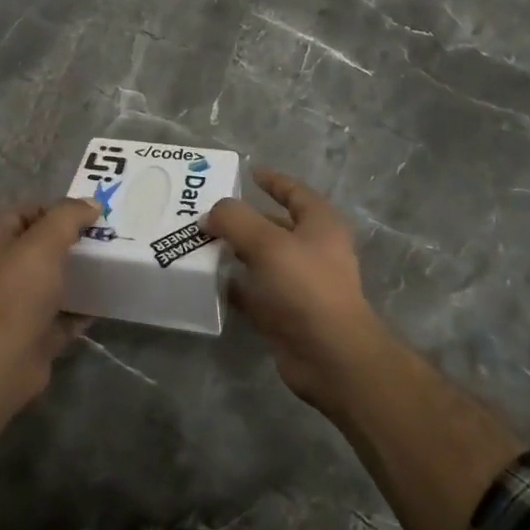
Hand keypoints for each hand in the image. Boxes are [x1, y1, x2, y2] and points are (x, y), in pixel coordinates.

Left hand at [0, 200, 97, 409]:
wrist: (4, 360)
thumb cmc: (19, 292)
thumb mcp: (44, 242)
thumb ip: (68, 217)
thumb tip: (91, 203)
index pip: (21, 213)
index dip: (49, 208)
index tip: (82, 212)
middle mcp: (3, 273)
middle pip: (38, 248)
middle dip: (68, 241)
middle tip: (101, 238)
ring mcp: (17, 306)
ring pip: (51, 283)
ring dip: (76, 276)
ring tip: (107, 266)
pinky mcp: (34, 335)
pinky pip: (61, 317)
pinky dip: (80, 311)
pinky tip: (103, 304)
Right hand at [206, 169, 390, 414]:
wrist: (329, 356)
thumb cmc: (305, 287)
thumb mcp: (266, 242)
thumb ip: (235, 219)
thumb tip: (211, 214)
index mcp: (320, 225)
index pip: (294, 192)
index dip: (273, 181)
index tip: (248, 173)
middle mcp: (313, 250)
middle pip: (273, 225)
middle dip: (243, 219)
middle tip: (207, 212)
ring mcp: (300, 284)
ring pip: (261, 259)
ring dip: (235, 251)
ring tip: (200, 242)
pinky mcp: (286, 313)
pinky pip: (254, 291)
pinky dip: (234, 285)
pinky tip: (209, 280)